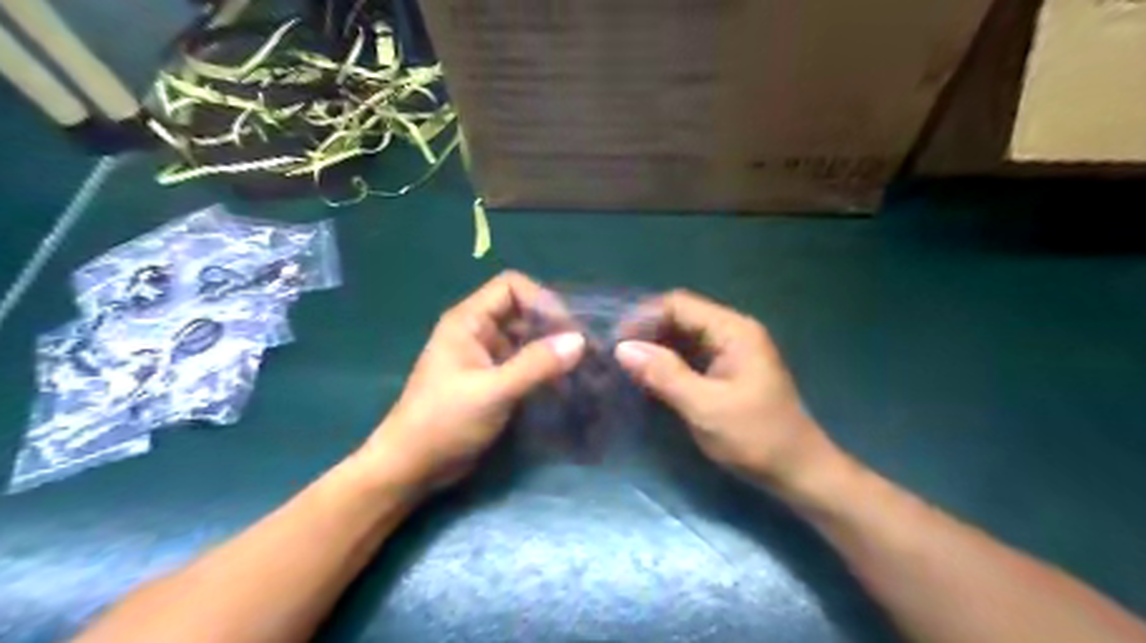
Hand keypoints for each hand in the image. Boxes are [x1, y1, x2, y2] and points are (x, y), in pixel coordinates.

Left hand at [355, 271, 585, 490]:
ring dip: (551, 351)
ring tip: (579, 369)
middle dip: (552, 327)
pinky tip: (563, 387)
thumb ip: (536, 364)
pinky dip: (543, 370)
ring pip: (525, 339)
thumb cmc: (445, 422)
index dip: (541, 300)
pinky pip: (523, 364)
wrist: (412, 467)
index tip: (567, 329)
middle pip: (522, 312)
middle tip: (583, 351)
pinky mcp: (491, 380)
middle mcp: (477, 332)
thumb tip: (579, 341)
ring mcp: (484, 357)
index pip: (511, 287)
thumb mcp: (493, 391)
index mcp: (468, 321)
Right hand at [619, 292, 839, 492]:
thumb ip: (664, 374)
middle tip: (618, 356)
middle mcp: (733, 332)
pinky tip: (649, 378)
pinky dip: (669, 363)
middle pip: (681, 317)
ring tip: (627, 366)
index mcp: (734, 331)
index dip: (645, 317)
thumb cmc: (755, 438)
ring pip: (684, 337)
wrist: (799, 472)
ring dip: (656, 348)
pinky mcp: (728, 371)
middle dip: (648, 332)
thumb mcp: (705, 407)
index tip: (617, 342)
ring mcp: (732, 351)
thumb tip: (623, 348)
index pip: (679, 305)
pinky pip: (691, 356)